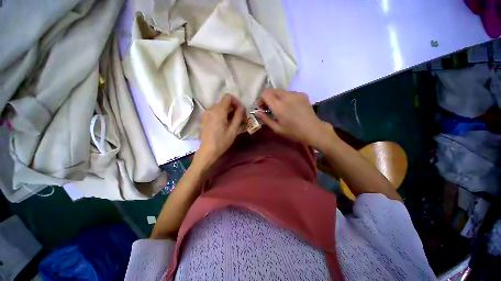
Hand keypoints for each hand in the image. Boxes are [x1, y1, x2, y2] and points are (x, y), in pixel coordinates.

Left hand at [194, 94, 244, 166]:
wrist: (207, 151)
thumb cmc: (221, 142)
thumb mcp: (233, 130)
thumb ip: (238, 117)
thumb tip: (242, 107)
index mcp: (218, 111)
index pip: (228, 97)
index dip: (236, 102)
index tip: (241, 111)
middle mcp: (211, 109)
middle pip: (224, 102)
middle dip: (233, 108)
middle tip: (240, 119)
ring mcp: (206, 113)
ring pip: (220, 107)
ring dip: (228, 112)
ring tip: (233, 122)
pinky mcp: (204, 118)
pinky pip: (215, 111)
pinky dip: (222, 114)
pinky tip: (225, 124)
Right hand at [257, 89, 334, 147]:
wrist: (313, 130)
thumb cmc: (293, 132)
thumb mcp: (277, 128)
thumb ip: (265, 119)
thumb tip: (256, 112)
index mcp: (279, 106)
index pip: (265, 93)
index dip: (261, 99)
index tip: (262, 107)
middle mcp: (286, 96)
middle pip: (272, 90)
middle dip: (268, 97)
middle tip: (269, 107)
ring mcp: (295, 94)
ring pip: (281, 91)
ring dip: (276, 97)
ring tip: (280, 107)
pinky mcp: (302, 94)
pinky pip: (289, 93)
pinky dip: (285, 97)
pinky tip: (289, 106)